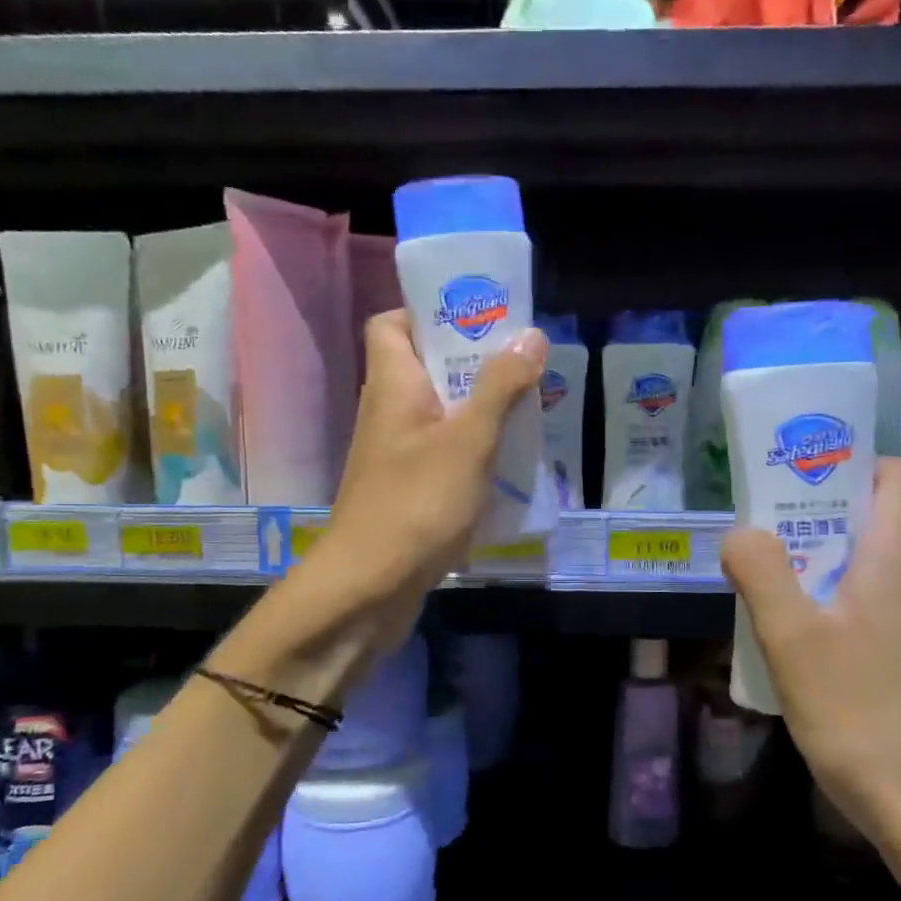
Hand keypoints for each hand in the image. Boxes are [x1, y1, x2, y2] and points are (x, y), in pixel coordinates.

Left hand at [321, 309, 546, 643]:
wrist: (370, 587)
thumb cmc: (416, 502)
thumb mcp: (468, 440)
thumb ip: (499, 387)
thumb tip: (530, 334)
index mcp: (392, 384)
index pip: (392, 324)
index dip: (429, 313)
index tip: (478, 320)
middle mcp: (389, 412)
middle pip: (426, 367)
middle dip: (474, 363)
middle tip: (523, 364)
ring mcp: (396, 454)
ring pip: (440, 413)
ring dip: (480, 409)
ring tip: (528, 408)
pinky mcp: (409, 489)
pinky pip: (444, 453)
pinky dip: (474, 450)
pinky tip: (509, 461)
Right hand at [720, 458, 900, 874]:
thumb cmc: (860, 716)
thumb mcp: (789, 639)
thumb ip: (760, 571)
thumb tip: (742, 533)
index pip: (896, 474)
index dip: (850, 466)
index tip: (799, 487)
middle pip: (882, 519)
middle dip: (823, 522)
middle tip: (770, 549)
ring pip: (883, 567)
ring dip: (833, 568)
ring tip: (784, 602)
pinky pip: (891, 608)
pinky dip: (853, 607)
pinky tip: (819, 654)